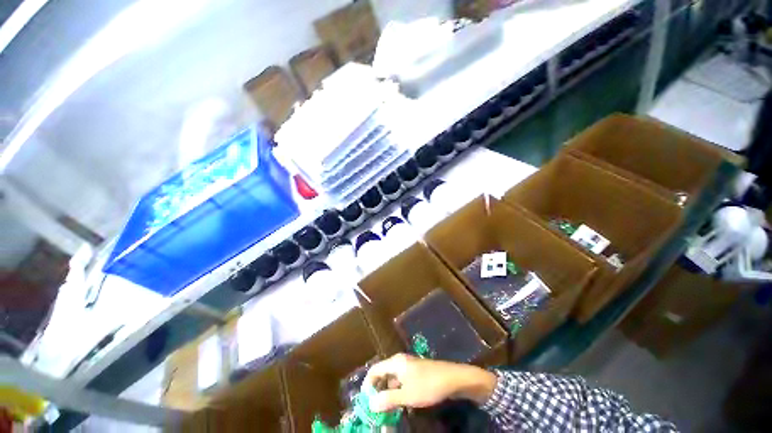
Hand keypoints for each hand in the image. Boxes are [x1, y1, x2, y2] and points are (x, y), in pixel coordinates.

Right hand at [364, 353, 496, 412]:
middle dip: (378, 391)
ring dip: (388, 394)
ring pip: (393, 380)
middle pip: (383, 374)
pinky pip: (402, 383)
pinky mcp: (417, 374)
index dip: (368, 385)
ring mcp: (409, 367)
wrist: (453, 379)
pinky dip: (398, 393)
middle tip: (376, 409)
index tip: (366, 402)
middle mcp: (400, 362)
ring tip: (387, 411)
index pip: (374, 370)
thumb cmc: (428, 385)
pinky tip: (401, 406)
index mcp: (395, 362)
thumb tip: (371, 404)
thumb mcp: (407, 395)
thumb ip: (388, 399)